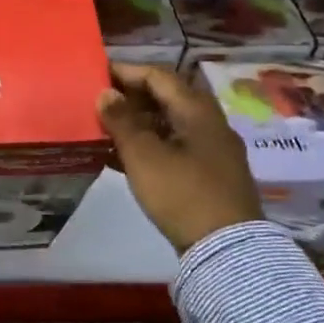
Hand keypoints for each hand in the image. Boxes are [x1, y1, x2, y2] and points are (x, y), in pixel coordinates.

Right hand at [96, 62, 260, 253]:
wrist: (227, 251)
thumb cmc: (182, 193)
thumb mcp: (143, 155)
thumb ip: (122, 121)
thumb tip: (106, 93)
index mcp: (197, 110)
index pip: (158, 76)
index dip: (126, 71)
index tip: (97, 74)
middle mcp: (209, 123)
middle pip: (166, 98)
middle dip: (131, 97)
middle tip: (99, 101)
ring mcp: (212, 151)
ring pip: (169, 124)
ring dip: (137, 123)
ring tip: (105, 128)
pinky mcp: (209, 176)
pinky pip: (174, 147)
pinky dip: (149, 145)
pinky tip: (122, 157)